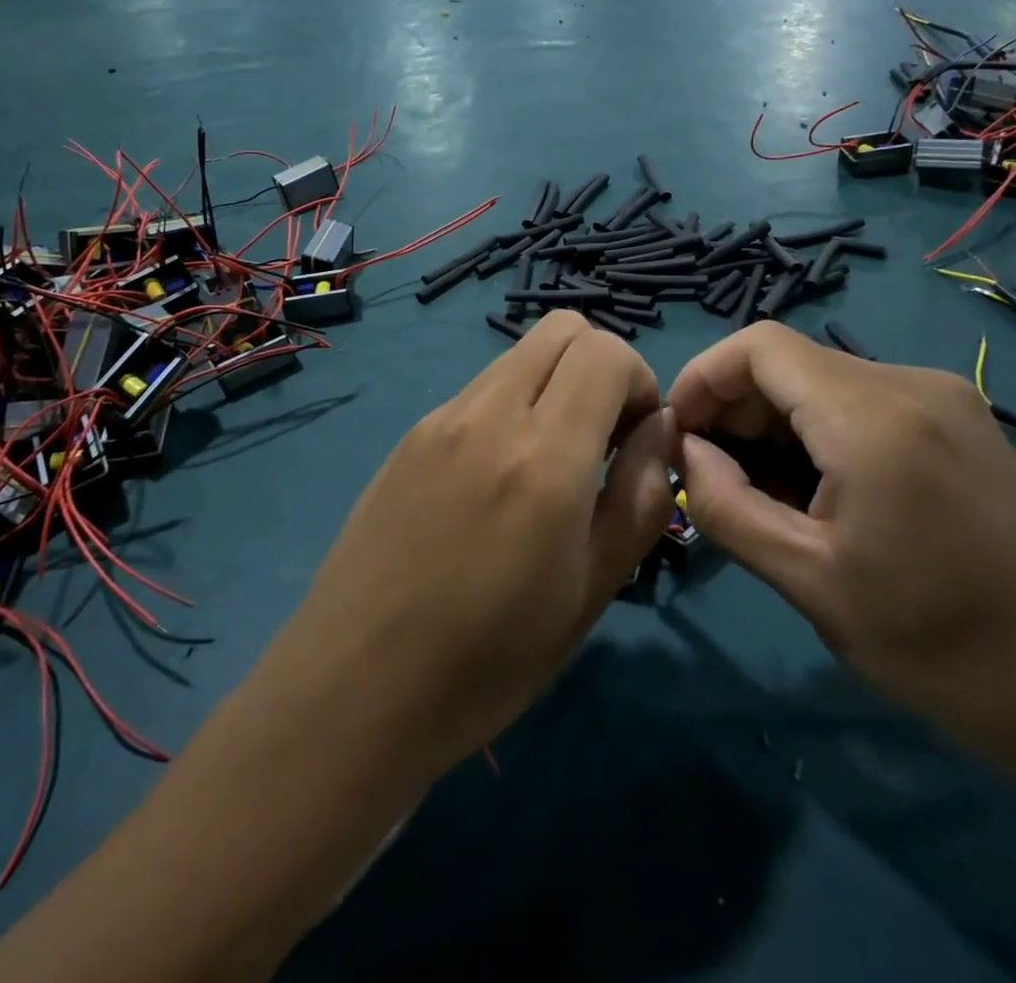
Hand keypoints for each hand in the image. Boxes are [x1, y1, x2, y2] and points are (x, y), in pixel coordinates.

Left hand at [284, 311, 673, 776]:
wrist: (354, 688)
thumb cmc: (488, 661)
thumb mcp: (593, 591)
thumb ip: (641, 496)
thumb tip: (661, 427)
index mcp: (542, 456)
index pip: (606, 350)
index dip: (640, 383)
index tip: (634, 442)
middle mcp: (488, 414)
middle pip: (561, 328)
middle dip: (600, 366)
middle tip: (600, 440)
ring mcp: (440, 419)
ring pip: (518, 355)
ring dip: (552, 385)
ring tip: (547, 466)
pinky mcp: (409, 435)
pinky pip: (479, 390)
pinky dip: (510, 408)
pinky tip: (495, 483)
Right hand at [668, 324, 1015, 785]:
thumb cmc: (943, 647)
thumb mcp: (809, 582)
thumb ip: (724, 505)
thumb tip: (685, 450)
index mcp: (873, 416)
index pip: (758, 346)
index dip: (703, 379)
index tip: (679, 439)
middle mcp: (911, 383)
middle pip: (788, 362)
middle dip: (735, 410)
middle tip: (713, 480)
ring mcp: (943, 398)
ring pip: (822, 382)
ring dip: (774, 426)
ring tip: (765, 496)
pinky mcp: (960, 421)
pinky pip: (861, 402)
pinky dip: (818, 433)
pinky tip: (819, 494)